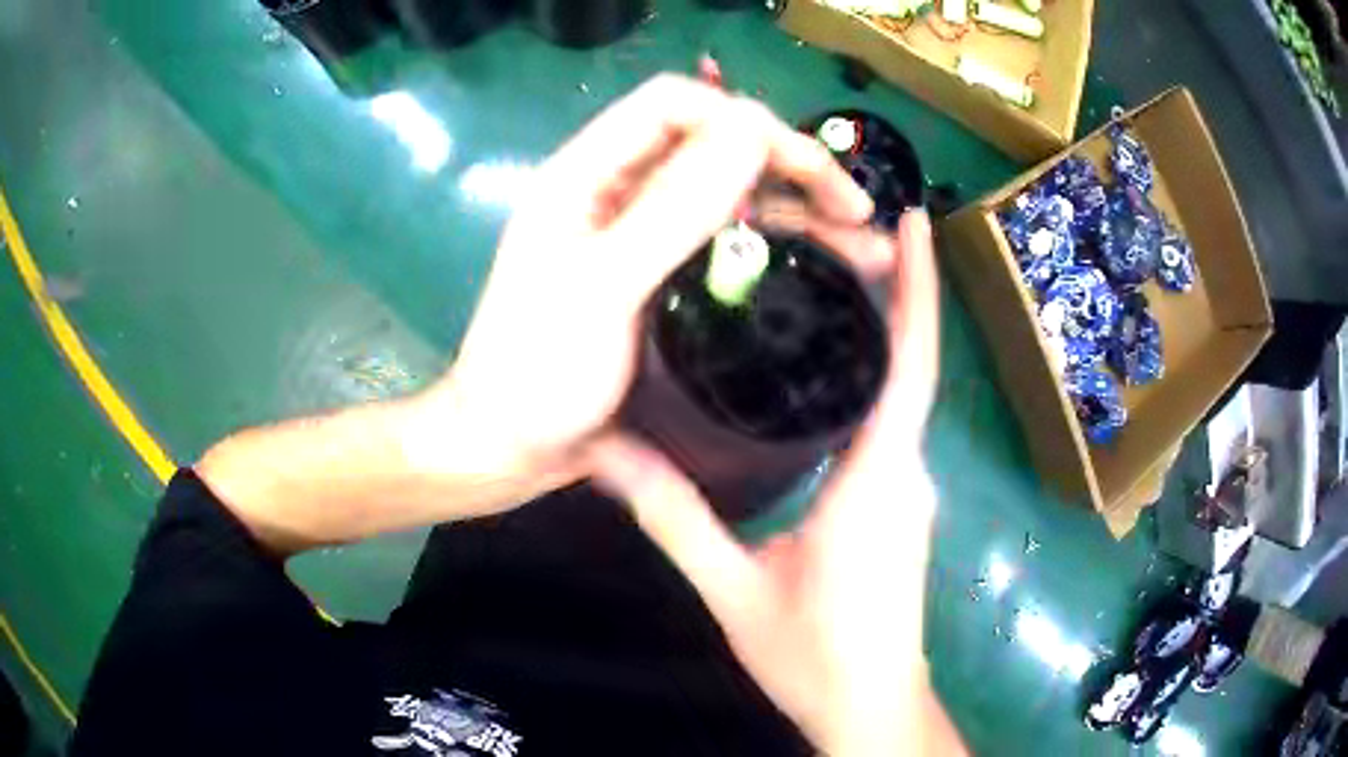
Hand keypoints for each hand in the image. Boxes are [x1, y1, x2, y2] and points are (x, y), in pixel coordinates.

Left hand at [419, 74, 872, 486]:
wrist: (509, 447)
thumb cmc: (536, 372)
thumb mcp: (601, 290)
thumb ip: (671, 210)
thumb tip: (751, 133)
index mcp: (585, 175)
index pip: (674, 105)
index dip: (744, 120)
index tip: (806, 166)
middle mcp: (617, 192)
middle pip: (714, 147)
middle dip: (790, 167)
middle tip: (856, 209)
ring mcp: (641, 234)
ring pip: (732, 196)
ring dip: (799, 210)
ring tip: (866, 246)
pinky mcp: (661, 276)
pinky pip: (728, 243)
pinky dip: (778, 248)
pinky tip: (824, 266)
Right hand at [591, 212, 963, 755]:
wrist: (869, 704)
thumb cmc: (813, 656)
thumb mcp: (734, 590)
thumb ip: (673, 517)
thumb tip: (604, 453)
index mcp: (877, 478)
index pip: (911, 362)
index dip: (918, 288)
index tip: (916, 222)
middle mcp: (907, 470)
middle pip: (911, 363)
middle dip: (894, 291)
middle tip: (844, 226)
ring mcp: (910, 489)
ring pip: (902, 392)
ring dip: (883, 331)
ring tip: (831, 274)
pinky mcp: (901, 505)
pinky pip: (891, 423)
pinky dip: (872, 377)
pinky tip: (827, 362)